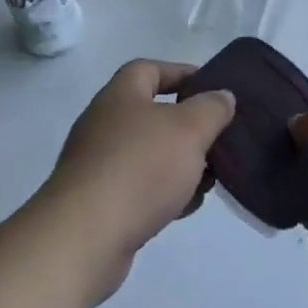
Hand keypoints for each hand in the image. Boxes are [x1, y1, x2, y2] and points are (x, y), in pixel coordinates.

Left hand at [41, 60, 235, 302]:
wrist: (84, 238)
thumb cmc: (140, 168)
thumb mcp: (189, 129)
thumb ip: (212, 108)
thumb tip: (222, 96)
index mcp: (121, 95)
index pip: (150, 69)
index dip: (181, 73)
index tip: (212, 88)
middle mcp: (104, 123)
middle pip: (152, 114)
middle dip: (187, 126)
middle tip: (216, 139)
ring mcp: (98, 164)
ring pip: (148, 154)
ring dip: (179, 163)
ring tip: (209, 178)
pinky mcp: (97, 203)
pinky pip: (138, 187)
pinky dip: (163, 192)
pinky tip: (185, 207)